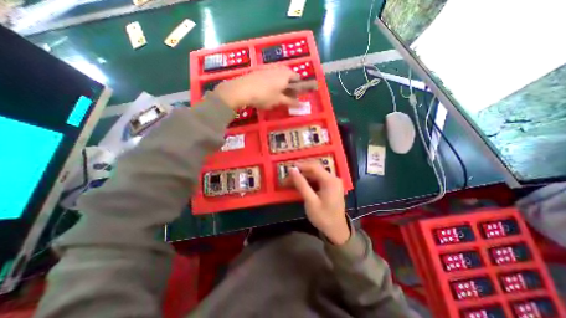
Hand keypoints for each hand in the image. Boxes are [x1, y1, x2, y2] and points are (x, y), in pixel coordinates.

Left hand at [214, 66, 300, 109]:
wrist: (242, 89)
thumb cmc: (265, 95)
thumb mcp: (279, 100)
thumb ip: (290, 101)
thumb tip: (301, 105)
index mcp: (286, 74)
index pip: (298, 78)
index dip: (298, 88)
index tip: (295, 97)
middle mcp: (279, 68)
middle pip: (288, 76)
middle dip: (289, 86)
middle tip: (286, 97)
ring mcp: (268, 67)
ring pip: (279, 76)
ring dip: (281, 84)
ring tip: (276, 95)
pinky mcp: (260, 70)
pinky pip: (271, 75)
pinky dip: (272, 82)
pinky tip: (267, 91)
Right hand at [289, 161, 351, 245]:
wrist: (336, 231)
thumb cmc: (323, 217)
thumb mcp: (310, 201)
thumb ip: (301, 184)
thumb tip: (292, 170)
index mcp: (330, 180)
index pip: (314, 167)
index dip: (301, 166)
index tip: (288, 167)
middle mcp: (333, 178)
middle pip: (315, 169)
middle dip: (301, 171)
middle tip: (288, 175)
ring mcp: (333, 182)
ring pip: (316, 174)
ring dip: (303, 176)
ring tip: (291, 180)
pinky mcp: (331, 187)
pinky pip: (318, 180)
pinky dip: (309, 181)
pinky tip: (300, 184)